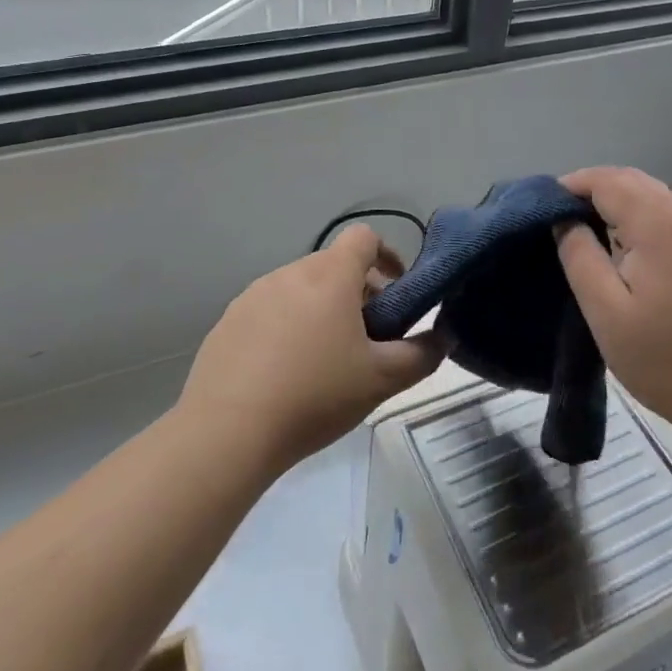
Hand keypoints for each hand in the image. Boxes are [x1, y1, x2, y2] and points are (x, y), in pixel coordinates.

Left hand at [178, 225, 445, 474]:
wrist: (226, 433)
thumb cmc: (315, 395)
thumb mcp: (382, 380)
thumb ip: (423, 354)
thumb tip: (444, 335)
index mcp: (330, 276)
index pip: (364, 237)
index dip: (387, 255)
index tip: (396, 290)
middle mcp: (290, 273)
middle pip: (333, 265)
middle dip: (357, 290)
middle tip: (368, 335)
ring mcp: (252, 296)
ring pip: (299, 288)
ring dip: (320, 308)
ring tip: (325, 357)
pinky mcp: (227, 323)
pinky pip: (268, 311)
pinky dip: (286, 327)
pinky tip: (285, 373)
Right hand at [555, 166, 671, 445]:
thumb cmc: (667, 361)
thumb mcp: (607, 315)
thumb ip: (580, 258)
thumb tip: (565, 221)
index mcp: (659, 226)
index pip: (608, 181)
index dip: (573, 184)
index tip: (544, 206)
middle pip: (633, 180)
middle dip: (594, 187)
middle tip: (562, 216)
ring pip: (655, 195)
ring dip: (619, 200)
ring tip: (590, 230)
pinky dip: (643, 215)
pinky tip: (629, 248)